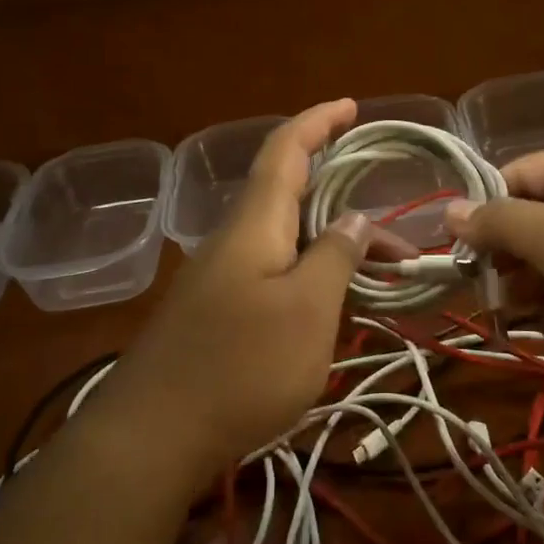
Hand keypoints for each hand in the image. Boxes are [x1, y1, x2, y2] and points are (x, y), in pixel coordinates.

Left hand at [105, 101, 373, 484]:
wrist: (153, 437)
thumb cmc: (240, 366)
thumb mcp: (307, 310)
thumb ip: (335, 256)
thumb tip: (355, 217)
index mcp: (254, 224)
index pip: (285, 150)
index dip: (317, 122)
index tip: (351, 106)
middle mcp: (233, 240)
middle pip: (287, 195)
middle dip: (340, 196)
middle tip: (390, 221)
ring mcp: (220, 279)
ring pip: (285, 240)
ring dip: (331, 244)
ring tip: (380, 271)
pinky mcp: (217, 314)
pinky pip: (274, 274)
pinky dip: (312, 275)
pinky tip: (333, 305)